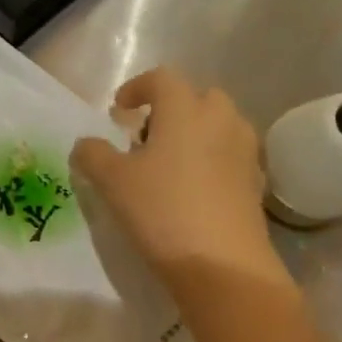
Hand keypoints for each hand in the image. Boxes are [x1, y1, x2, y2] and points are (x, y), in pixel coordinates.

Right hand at [71, 69, 284, 299]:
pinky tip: (195, 192)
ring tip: (170, 166)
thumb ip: (93, 155)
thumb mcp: (112, 182)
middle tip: (147, 139)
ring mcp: (245, 151)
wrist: (222, 263)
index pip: (161, 79)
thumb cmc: (161, 210)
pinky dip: (212, 162)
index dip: (137, 88)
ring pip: (218, 127)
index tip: (119, 110)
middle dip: (171, 110)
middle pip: (197, 98)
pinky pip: (230, 158)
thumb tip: (85, 144)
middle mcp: (221, 119)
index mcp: (185, 109)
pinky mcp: (255, 182)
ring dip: (194, 135)